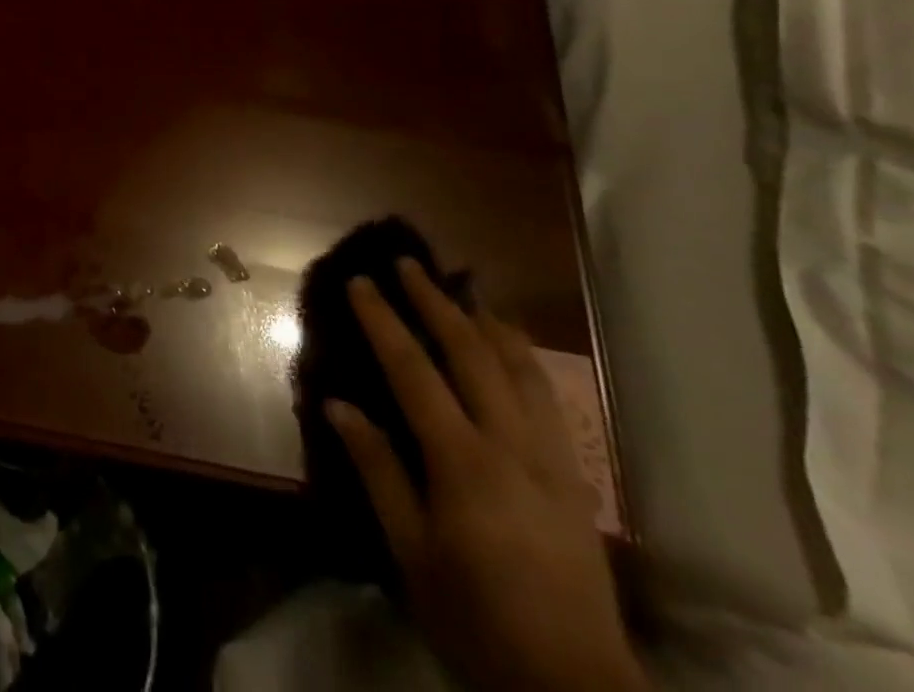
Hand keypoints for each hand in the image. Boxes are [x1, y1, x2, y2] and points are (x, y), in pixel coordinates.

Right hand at [326, 260, 645, 691]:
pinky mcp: (576, 479)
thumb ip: (377, 471)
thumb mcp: (410, 553)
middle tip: (408, 263)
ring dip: (487, 321)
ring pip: (522, 369)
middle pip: (473, 354)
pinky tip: (512, 347)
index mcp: (463, 463)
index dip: (384, 320)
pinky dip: (525, 359)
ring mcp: (552, 460)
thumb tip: (337, 404)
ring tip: (463, 289)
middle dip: (437, 302)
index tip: (361, 282)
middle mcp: (512, 447)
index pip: (414, 370)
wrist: (576, 688)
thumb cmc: (476, 618)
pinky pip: (550, 399)